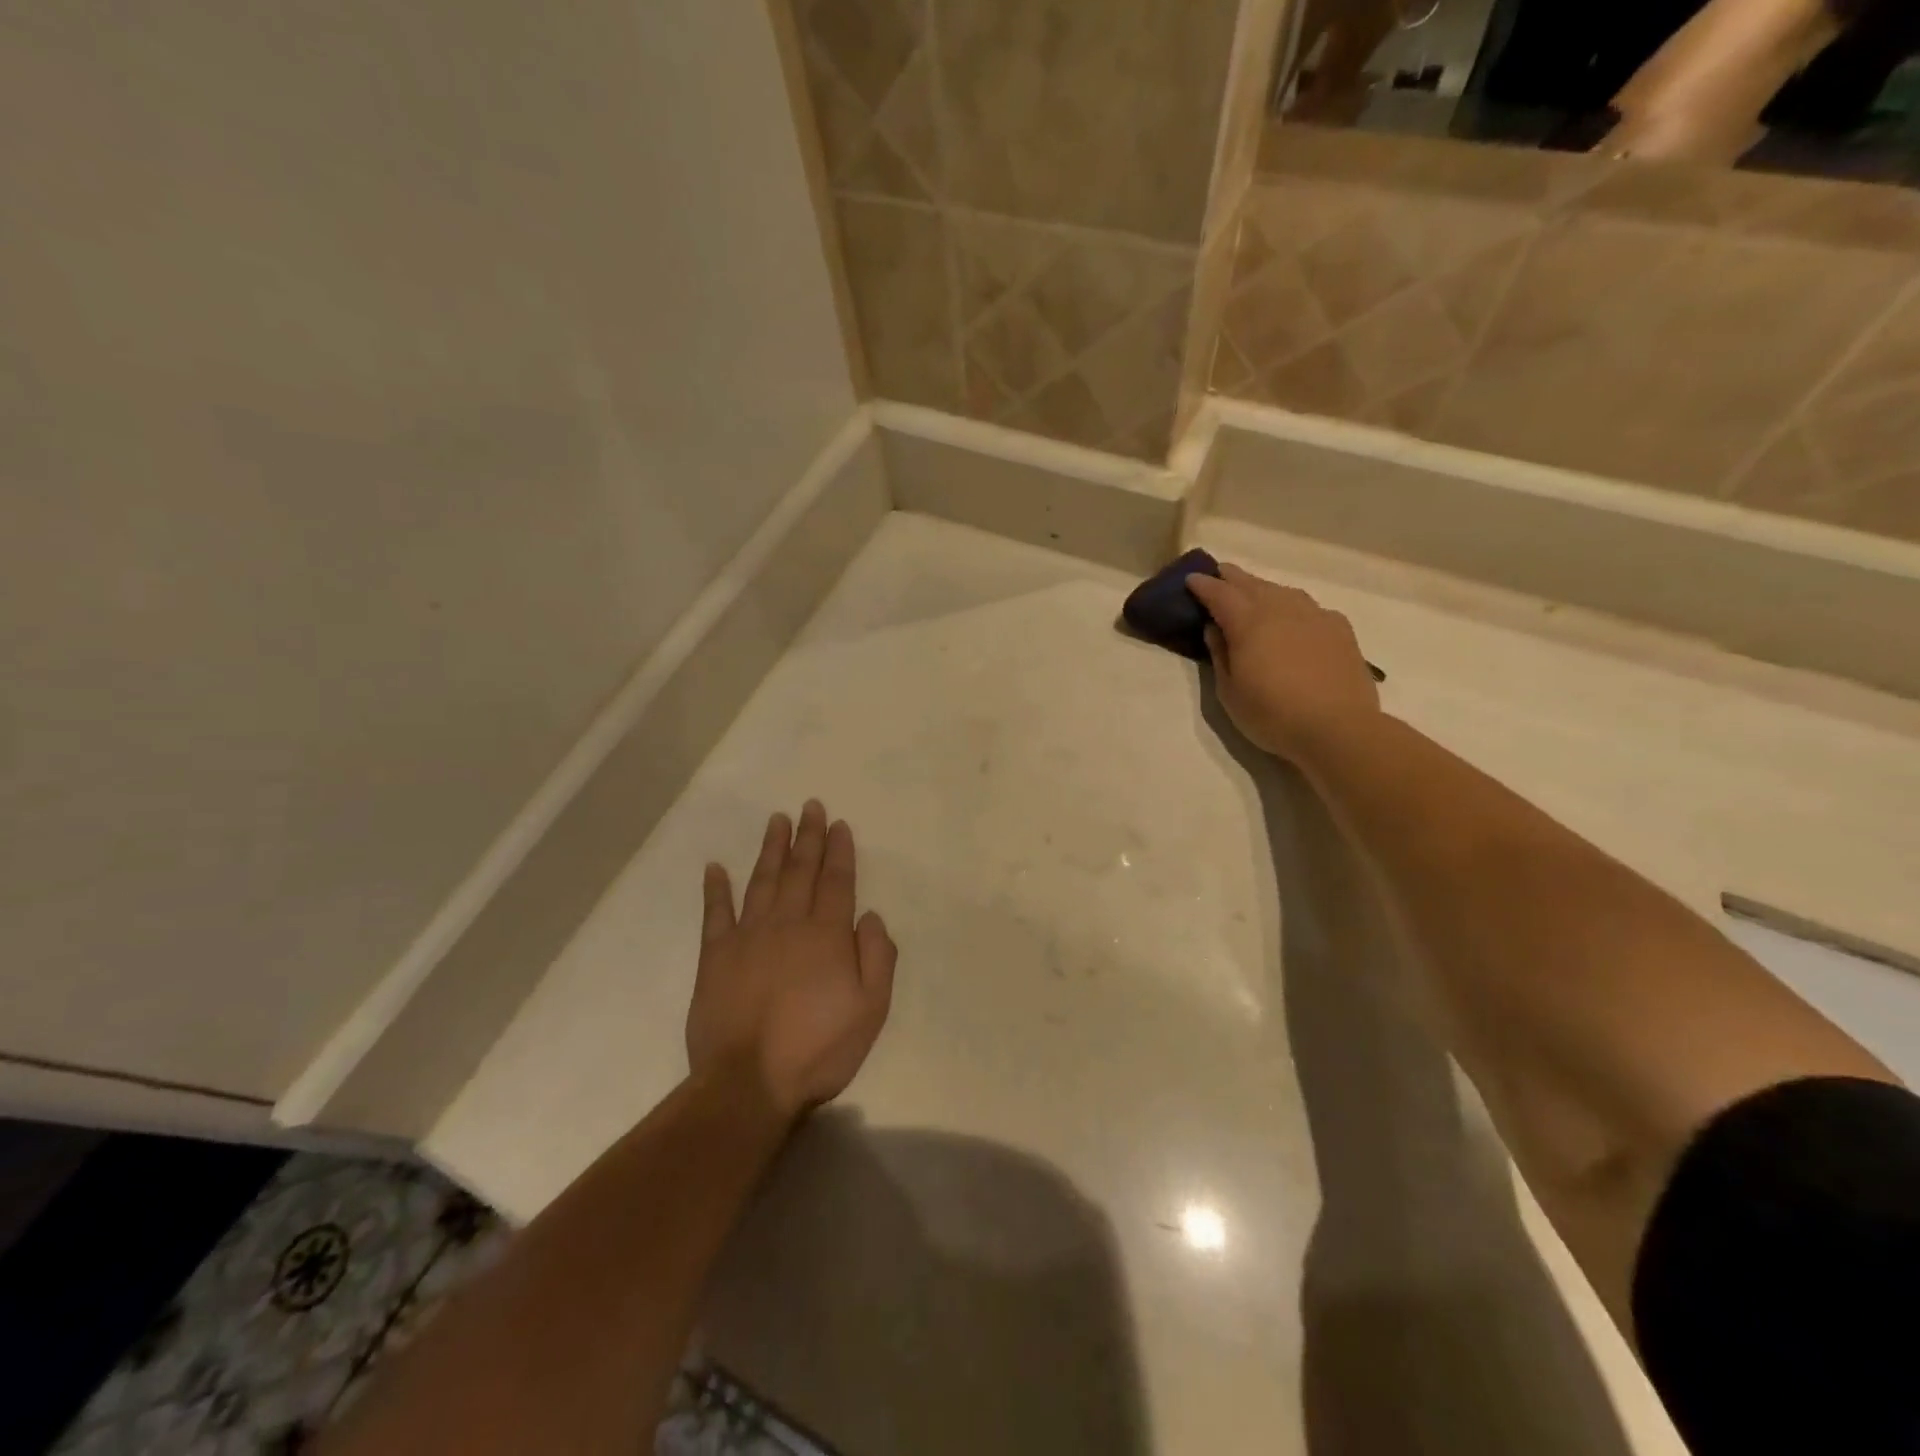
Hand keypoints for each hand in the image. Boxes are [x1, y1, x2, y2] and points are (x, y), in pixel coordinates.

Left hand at [687, 801, 896, 1124]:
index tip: (839, 824)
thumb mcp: (870, 1010)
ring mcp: (748, 937)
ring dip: (771, 849)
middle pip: (800, 871)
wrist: (747, 1083)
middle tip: (810, 806)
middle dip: (808, 837)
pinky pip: (715, 913)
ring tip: (776, 820)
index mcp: (826, 935)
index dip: (839, 851)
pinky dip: (716, 889)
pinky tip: (715, 867)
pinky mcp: (715, 956)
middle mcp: (788, 924)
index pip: (837, 882)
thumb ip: (877, 958)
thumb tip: (871, 916)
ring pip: (762, 881)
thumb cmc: (817, 1049)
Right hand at [1187, 563, 1380, 762]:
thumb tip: (1215, 628)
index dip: (1203, 585)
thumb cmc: (1272, 714)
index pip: (1220, 593)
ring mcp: (1314, 615)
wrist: (1338, 728)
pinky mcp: (1339, 628)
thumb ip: (1220, 654)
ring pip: (1282, 591)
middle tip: (1219, 574)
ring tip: (1254, 593)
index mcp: (1248, 622)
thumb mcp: (1229, 692)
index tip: (1191, 579)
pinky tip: (1294, 618)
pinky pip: (1309, 608)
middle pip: (1251, 584)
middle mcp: (1281, 608)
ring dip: (1263, 589)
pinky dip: (1293, 607)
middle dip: (1232, 577)